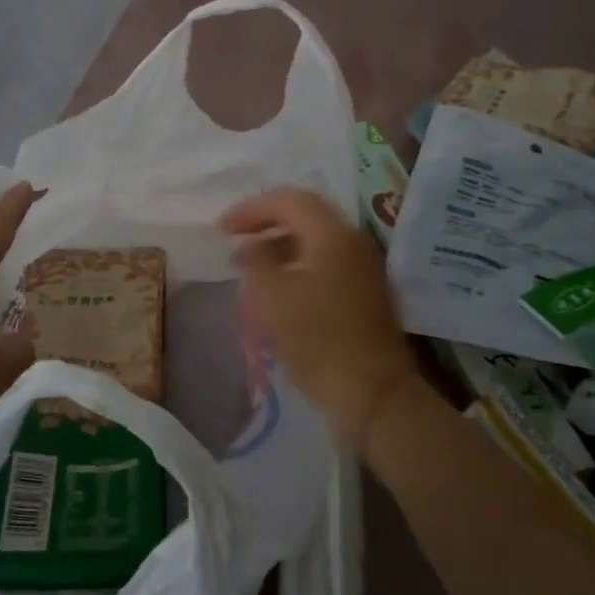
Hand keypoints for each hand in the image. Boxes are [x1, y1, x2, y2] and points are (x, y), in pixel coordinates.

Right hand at [221, 187, 422, 457]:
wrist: (374, 394)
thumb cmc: (318, 341)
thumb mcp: (272, 298)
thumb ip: (255, 262)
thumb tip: (251, 246)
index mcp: (333, 235)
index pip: (289, 200)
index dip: (251, 209)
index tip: (221, 229)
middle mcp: (353, 243)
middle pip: (305, 217)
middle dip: (265, 225)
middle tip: (234, 241)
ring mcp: (363, 270)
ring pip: (315, 244)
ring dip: (279, 249)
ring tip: (249, 269)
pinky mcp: (364, 295)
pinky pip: (324, 266)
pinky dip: (296, 269)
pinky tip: (276, 293)